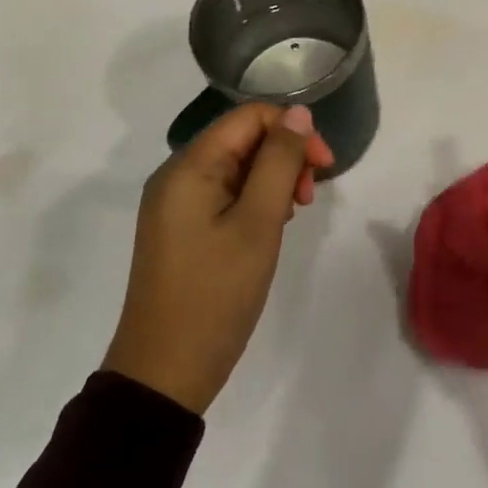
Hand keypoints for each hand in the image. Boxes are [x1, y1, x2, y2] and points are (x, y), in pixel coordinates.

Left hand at [104, 104, 332, 414]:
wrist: (164, 375)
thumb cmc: (215, 294)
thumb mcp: (258, 223)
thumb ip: (280, 161)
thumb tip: (298, 113)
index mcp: (189, 167)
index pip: (250, 117)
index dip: (292, 130)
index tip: (324, 167)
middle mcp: (177, 176)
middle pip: (243, 139)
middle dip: (285, 157)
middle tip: (308, 198)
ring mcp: (175, 204)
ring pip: (237, 167)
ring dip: (273, 180)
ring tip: (291, 217)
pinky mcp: (180, 229)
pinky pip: (224, 194)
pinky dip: (254, 200)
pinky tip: (269, 228)